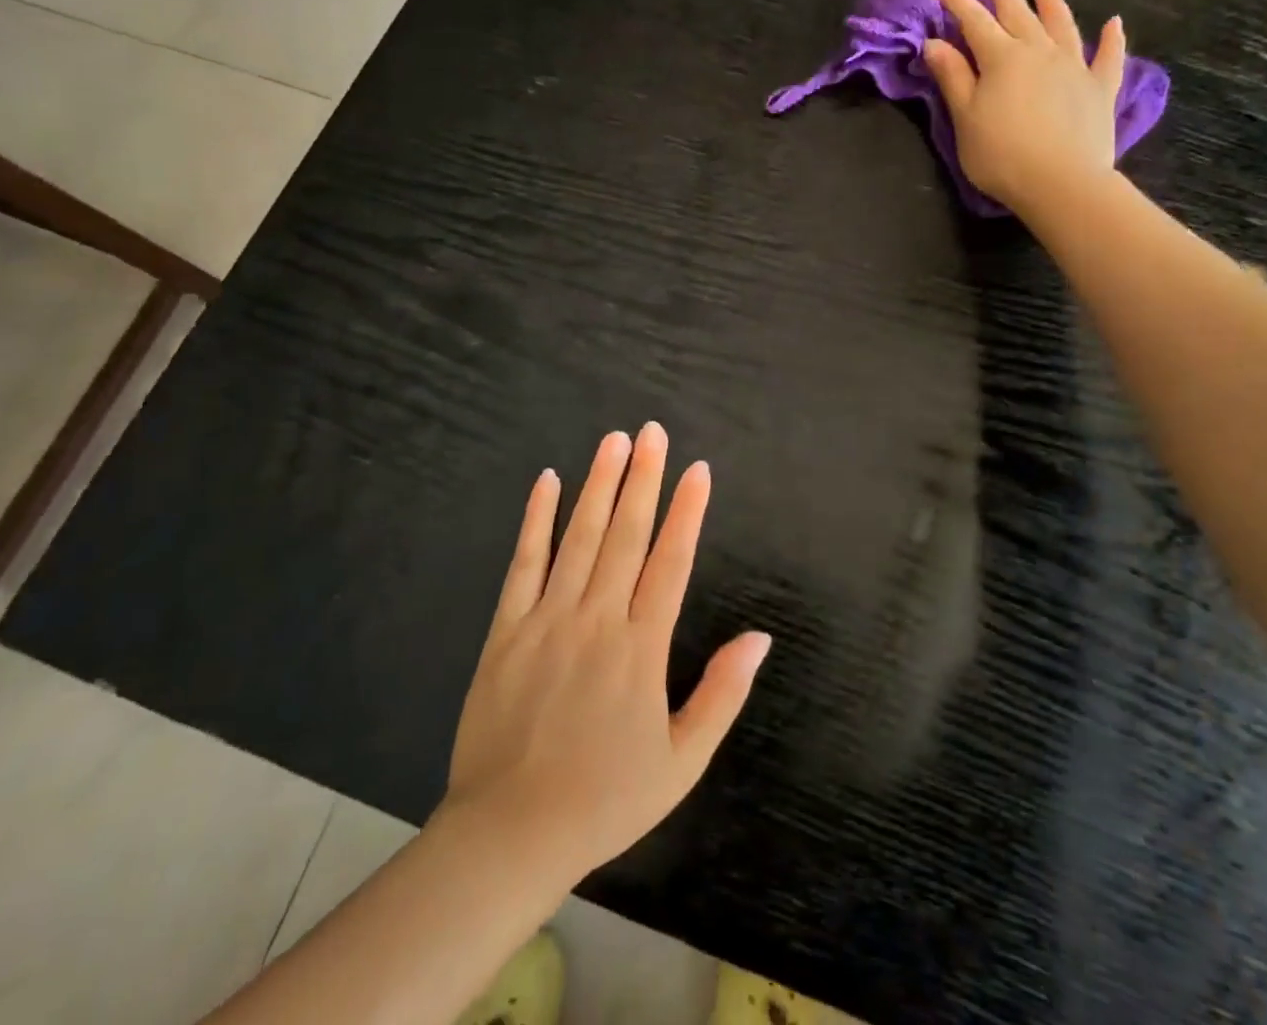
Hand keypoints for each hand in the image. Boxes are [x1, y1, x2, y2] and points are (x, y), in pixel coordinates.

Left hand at [440, 424, 770, 885]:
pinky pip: (523, 564)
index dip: (687, 511)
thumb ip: (722, 693)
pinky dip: (535, 520)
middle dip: (643, 478)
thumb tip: (759, 637)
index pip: (671, 561)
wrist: (511, 834)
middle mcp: (598, 619)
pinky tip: (546, 482)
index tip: (698, 469)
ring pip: (578, 537)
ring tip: (614, 440)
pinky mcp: (506, 629)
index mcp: (642, 647)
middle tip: (652, 432)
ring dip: (598, 484)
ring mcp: (547, 619)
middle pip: (625, 534)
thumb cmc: (605, 798)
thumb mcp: (682, 761)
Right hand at [924, 0, 1126, 210]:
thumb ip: (953, 77)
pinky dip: (1111, 39)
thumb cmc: (1001, 154)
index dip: (956, 0)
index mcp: (1002, 58)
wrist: (1061, 183)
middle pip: (1017, 12)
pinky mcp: (1100, 88)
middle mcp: (1039, 51)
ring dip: (1052, 0)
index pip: (974, 20)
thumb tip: (935, 43)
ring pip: (1061, 24)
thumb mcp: (965, 118)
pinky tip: (1113, 23)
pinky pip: (1107, 57)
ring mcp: (1074, 66)